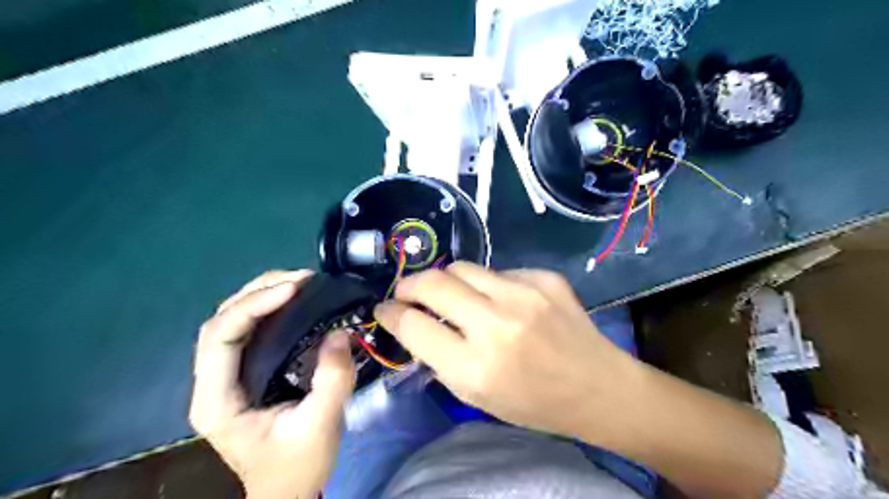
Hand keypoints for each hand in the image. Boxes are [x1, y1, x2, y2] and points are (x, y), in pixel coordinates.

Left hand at [188, 274, 354, 498]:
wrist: (287, 491)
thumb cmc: (298, 465)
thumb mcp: (320, 426)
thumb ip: (332, 380)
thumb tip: (340, 333)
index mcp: (217, 400)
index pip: (219, 337)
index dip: (253, 306)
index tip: (295, 289)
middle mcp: (213, 382)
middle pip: (222, 320)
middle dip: (260, 291)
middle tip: (303, 278)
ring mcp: (227, 375)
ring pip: (232, 319)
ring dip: (263, 293)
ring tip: (301, 282)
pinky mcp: (246, 371)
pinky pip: (250, 328)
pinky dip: (270, 307)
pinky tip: (295, 300)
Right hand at [374, 263, 783, 496]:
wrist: (597, 387)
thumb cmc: (533, 402)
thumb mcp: (476, 394)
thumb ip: (440, 356)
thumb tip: (412, 322)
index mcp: (476, 367)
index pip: (413, 325)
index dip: (391, 313)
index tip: (385, 309)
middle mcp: (497, 324)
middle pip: (433, 283)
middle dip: (409, 284)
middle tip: (406, 292)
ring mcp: (525, 294)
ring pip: (462, 267)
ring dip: (446, 279)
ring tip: (449, 293)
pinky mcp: (545, 278)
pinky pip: (498, 271)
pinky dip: (487, 284)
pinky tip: (500, 300)